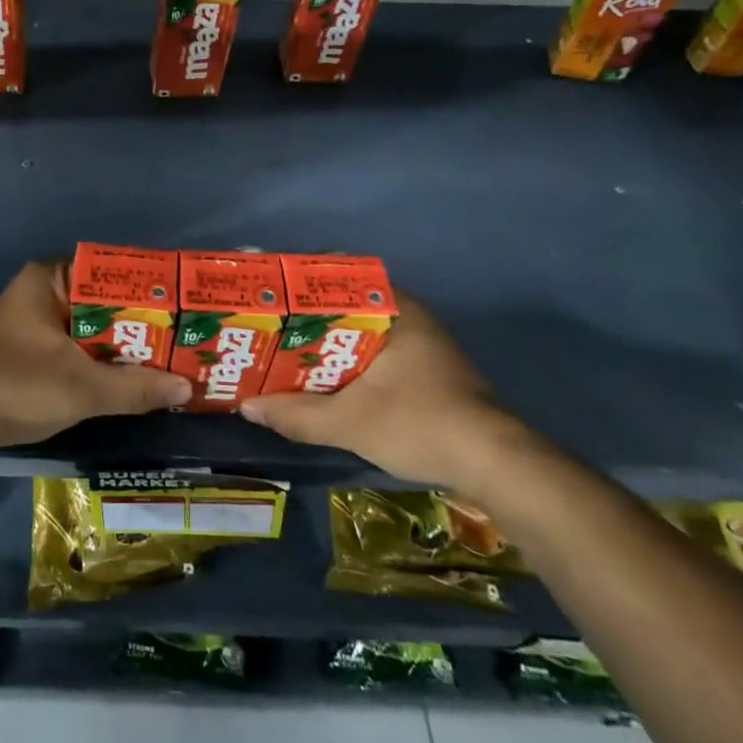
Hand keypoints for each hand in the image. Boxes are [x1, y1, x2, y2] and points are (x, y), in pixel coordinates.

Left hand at [0, 262, 190, 453]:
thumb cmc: (17, 386)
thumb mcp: (83, 387)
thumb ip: (136, 387)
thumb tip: (187, 389)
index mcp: (48, 279)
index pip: (108, 270)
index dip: (146, 286)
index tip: (181, 303)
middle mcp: (40, 291)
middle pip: (101, 301)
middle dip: (139, 321)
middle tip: (184, 334)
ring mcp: (33, 322)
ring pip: (90, 326)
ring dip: (122, 344)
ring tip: (169, 356)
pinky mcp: (29, 350)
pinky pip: (76, 345)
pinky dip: (101, 359)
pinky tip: (131, 376)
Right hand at [239, 295, 527, 491]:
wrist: (496, 465)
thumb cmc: (421, 424)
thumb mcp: (350, 422)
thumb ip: (297, 415)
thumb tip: (247, 407)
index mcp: (395, 311)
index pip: (342, 276)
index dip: (304, 282)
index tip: (273, 291)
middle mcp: (410, 318)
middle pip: (348, 305)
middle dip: (309, 316)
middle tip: (269, 326)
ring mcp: (422, 344)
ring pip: (362, 332)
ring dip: (328, 342)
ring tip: (285, 352)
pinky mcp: (428, 371)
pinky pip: (375, 352)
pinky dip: (348, 361)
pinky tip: (324, 380)